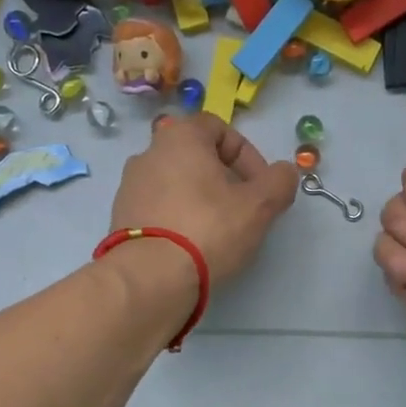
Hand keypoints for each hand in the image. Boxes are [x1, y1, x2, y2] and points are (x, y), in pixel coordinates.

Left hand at [111, 115, 297, 283]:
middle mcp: (149, 153)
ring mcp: (130, 186)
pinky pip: (158, 209)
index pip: (221, 129)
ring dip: (200, 200)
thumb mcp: (259, 206)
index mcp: (180, 137)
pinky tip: (191, 246)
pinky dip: (177, 219)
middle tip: (242, 210)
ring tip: (218, 232)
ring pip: (176, 184)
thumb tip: (284, 173)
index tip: (260, 188)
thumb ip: (279, 182)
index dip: (248, 155)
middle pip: (196, 158)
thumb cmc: (208, 230)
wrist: (150, 277)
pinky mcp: (121, 217)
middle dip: (224, 180)